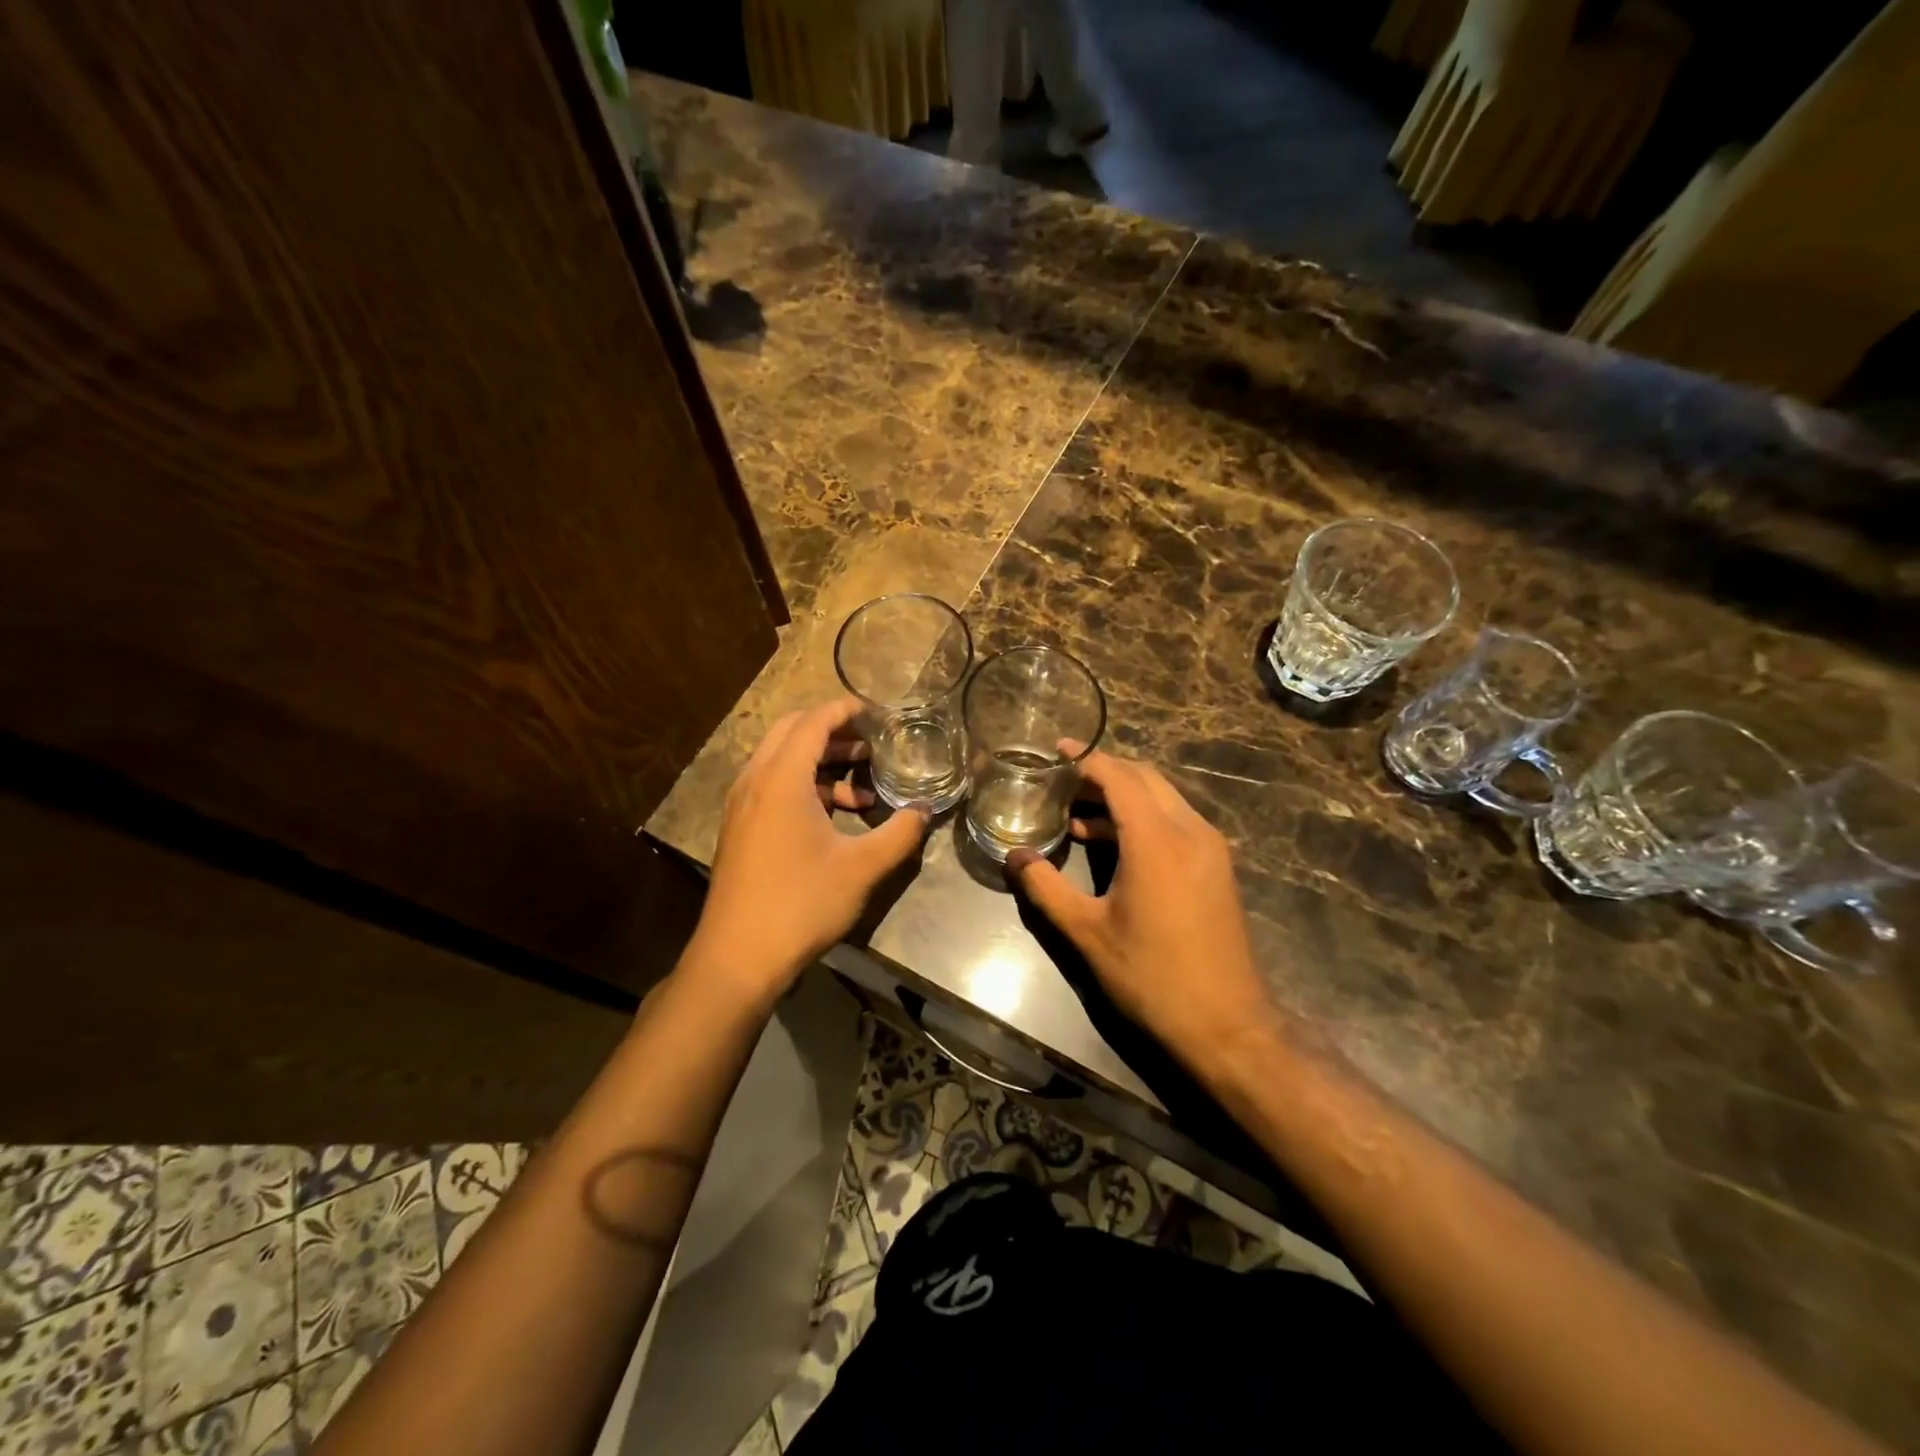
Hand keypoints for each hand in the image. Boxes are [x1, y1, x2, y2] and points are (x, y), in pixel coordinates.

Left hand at [687, 698, 929, 1004]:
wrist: (737, 958)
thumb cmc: (801, 905)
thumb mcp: (862, 868)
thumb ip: (900, 833)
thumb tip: (926, 810)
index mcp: (781, 779)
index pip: (813, 721)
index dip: (846, 710)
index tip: (879, 714)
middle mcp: (754, 781)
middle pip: (792, 732)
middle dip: (833, 730)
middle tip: (871, 742)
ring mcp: (741, 805)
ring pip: (781, 760)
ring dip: (820, 761)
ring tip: (862, 786)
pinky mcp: (739, 828)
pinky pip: (772, 786)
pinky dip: (804, 786)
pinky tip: (835, 817)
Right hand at [1007, 752, 1276, 1063]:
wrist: (1227, 1025)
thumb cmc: (1151, 976)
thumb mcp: (1087, 932)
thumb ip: (1046, 888)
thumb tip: (1014, 857)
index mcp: (1157, 839)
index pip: (1119, 777)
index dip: (1086, 759)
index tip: (1056, 751)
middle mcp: (1190, 830)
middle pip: (1145, 778)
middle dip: (1103, 772)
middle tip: (1062, 782)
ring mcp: (1210, 848)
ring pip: (1164, 798)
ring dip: (1123, 797)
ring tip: (1077, 815)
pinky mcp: (1217, 867)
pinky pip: (1177, 821)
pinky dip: (1143, 818)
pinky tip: (1112, 844)